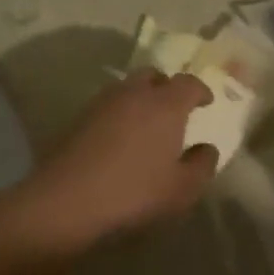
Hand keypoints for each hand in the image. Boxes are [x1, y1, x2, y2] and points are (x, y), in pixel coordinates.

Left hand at [0, 71, 218, 254]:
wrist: (66, 199)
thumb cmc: (134, 192)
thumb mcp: (182, 189)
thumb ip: (202, 165)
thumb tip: (207, 148)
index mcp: (165, 104)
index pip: (188, 83)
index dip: (200, 90)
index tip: (206, 102)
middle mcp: (135, 93)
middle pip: (155, 75)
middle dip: (168, 87)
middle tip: (175, 109)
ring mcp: (103, 102)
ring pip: (129, 87)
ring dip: (142, 97)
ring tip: (147, 124)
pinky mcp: (80, 116)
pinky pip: (109, 104)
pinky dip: (120, 112)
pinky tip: (120, 137)